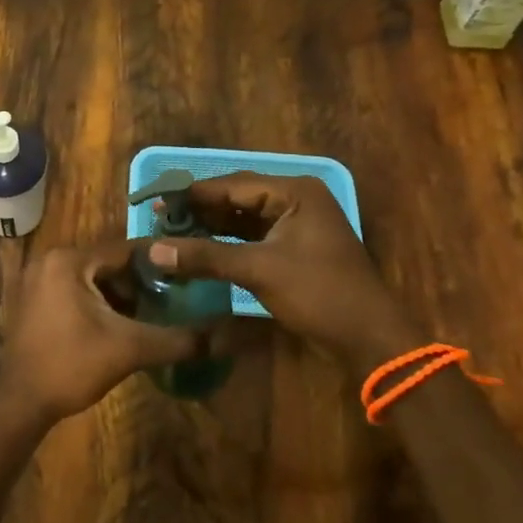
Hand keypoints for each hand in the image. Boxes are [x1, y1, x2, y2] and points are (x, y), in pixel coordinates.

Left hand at [0, 240, 210, 422]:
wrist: (20, 404)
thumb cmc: (71, 366)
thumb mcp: (129, 349)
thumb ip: (175, 339)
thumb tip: (220, 337)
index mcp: (69, 260)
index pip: (126, 250)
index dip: (160, 262)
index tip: (190, 271)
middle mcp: (51, 260)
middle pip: (109, 263)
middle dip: (141, 282)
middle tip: (174, 299)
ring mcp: (39, 280)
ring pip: (94, 279)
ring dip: (122, 295)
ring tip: (154, 314)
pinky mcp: (36, 300)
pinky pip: (77, 291)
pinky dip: (101, 303)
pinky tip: (123, 325)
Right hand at [147, 174, 414, 364]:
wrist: (370, 339)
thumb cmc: (319, 294)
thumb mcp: (259, 270)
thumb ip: (206, 257)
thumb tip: (152, 250)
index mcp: (295, 192)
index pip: (233, 183)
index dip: (194, 194)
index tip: (157, 201)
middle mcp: (297, 200)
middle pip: (238, 198)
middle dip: (201, 210)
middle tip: (160, 218)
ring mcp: (298, 225)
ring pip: (244, 219)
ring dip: (212, 227)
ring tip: (173, 233)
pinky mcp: (296, 249)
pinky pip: (254, 237)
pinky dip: (228, 244)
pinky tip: (201, 250)